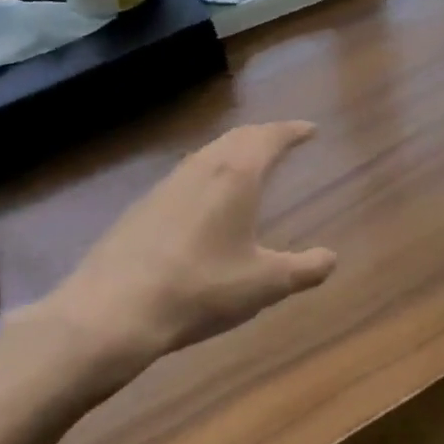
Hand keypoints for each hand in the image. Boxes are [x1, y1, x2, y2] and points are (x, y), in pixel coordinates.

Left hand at [23, 121, 336, 404]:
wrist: (112, 313)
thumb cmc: (201, 290)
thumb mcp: (265, 284)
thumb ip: (305, 269)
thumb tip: (331, 258)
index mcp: (235, 176)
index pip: (269, 138)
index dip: (292, 131)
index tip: (310, 130)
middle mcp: (200, 169)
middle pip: (236, 138)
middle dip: (263, 135)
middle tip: (282, 140)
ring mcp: (165, 187)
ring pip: (207, 154)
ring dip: (233, 151)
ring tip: (248, 164)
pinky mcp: (140, 209)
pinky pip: (185, 176)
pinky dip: (208, 173)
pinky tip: (205, 200)